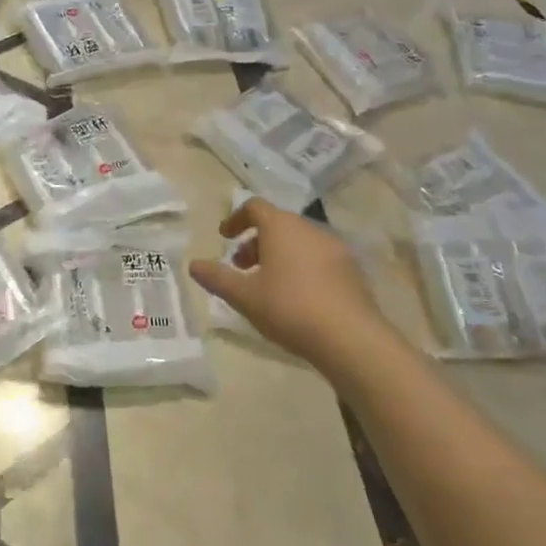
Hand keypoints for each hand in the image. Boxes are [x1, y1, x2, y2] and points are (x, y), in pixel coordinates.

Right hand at [189, 199, 391, 372]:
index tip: (225, 237)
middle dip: (256, 242)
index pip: (254, 207)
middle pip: (277, 224)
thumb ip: (217, 278)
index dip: (236, 219)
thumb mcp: (244, 296)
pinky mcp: (352, 269)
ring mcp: (334, 247)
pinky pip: (318, 258)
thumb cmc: (290, 308)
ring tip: (268, 285)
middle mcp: (309, 228)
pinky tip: (298, 297)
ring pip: (298, 241)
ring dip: (278, 254)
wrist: (351, 338)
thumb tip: (194, 265)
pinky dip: (301, 266)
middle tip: (242, 267)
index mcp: (280, 226)